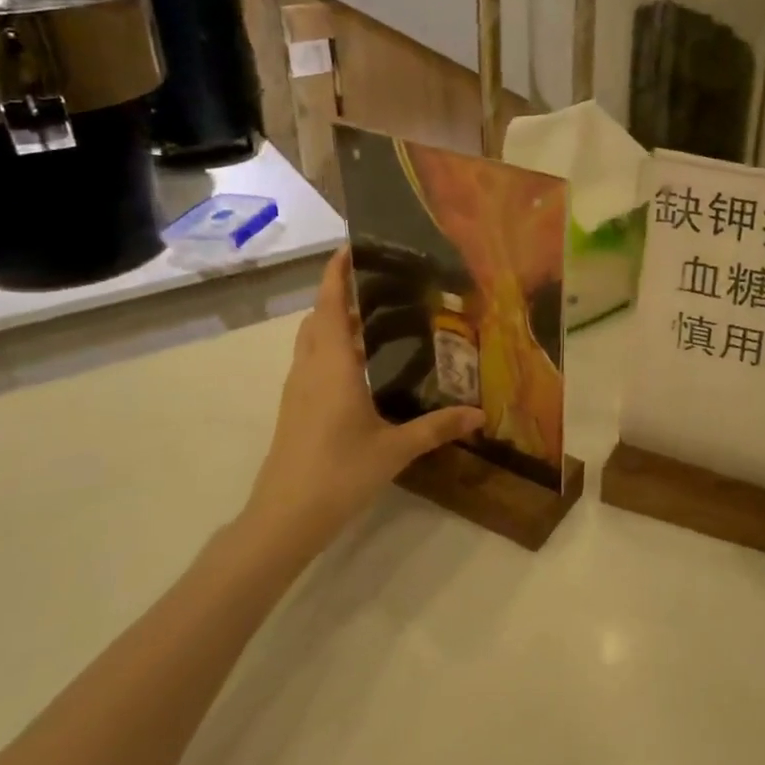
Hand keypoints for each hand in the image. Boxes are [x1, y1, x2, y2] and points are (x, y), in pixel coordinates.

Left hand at [244, 247, 483, 549]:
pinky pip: (312, 362)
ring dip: (335, 321)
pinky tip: (361, 367)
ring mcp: (298, 389)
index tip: (352, 246)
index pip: (332, 305)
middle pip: (319, 317)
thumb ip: (438, 427)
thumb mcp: (395, 449)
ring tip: (377, 319)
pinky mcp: (295, 408)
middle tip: (382, 284)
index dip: (337, 272)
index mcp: (333, 366)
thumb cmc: (339, 473)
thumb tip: (480, 415)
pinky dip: (332, 348)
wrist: (284, 518)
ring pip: (312, 340)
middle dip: (342, 294)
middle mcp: (311, 368)